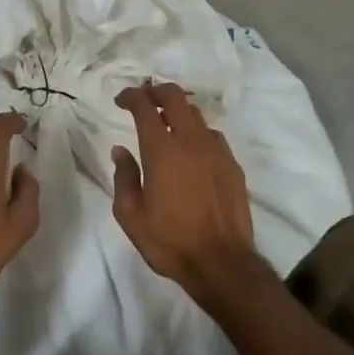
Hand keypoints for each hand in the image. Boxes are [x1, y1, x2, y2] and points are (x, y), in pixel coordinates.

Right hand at [112, 81, 272, 303]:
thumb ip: (124, 176)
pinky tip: (191, 150)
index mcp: (161, 149)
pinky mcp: (232, 165)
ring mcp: (216, 150)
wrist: (221, 263)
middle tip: (143, 100)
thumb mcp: (130, 215)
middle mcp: (190, 141)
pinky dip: (196, 133)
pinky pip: (212, 136)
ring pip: (196, 114)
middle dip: (156, 92)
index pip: (144, 106)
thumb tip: (121, 150)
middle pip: (175, 97)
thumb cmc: (169, 240)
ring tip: (166, 124)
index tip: (121, 100)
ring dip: (177, 111)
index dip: (131, 96)